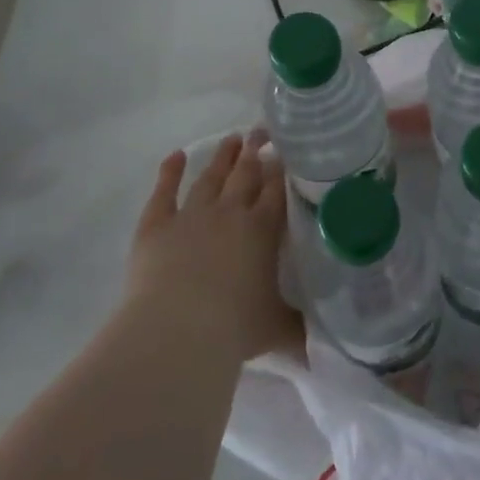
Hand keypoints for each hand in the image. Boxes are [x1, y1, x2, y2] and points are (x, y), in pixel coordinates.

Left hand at [124, 129, 299, 362]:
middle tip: (261, 132)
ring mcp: (192, 214)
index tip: (286, 152)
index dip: (282, 170)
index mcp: (263, 229)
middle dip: (256, 151)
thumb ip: (300, 330)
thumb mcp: (277, 330)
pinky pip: (164, 191)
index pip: (276, 190)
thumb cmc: (234, 329)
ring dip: (223, 157)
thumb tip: (322, 347)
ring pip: (211, 177)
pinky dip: (170, 172)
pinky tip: (176, 156)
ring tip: (233, 139)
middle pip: (246, 173)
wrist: (178, 331)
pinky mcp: (156, 225)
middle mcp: (231, 212)